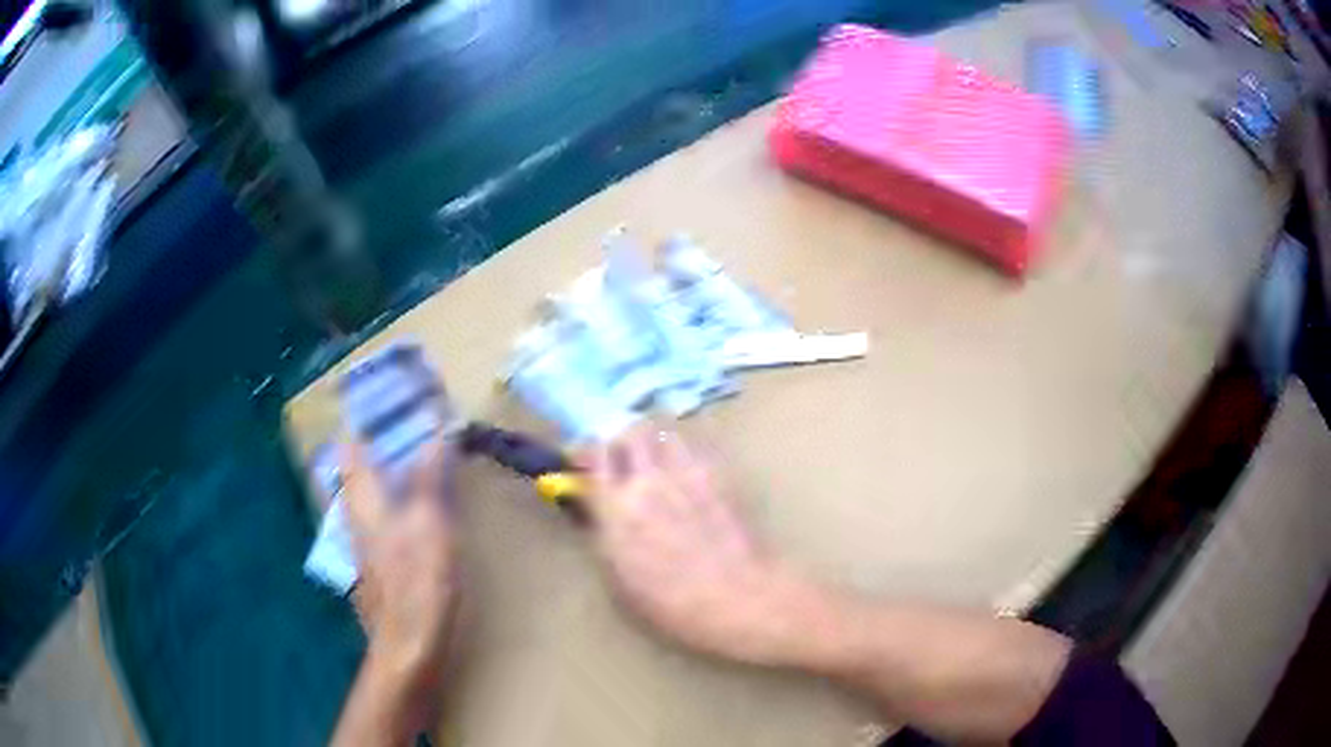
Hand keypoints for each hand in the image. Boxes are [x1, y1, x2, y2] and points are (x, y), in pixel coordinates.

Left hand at [341, 438, 459, 679]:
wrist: (409, 641)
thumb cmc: (418, 579)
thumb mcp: (432, 523)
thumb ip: (430, 478)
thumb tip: (437, 432)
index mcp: (363, 500)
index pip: (349, 450)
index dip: (355, 424)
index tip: (369, 404)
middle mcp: (354, 517)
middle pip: (351, 474)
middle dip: (366, 449)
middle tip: (392, 428)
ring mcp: (361, 544)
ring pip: (362, 498)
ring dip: (377, 476)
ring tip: (401, 462)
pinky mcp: (374, 566)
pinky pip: (374, 521)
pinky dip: (387, 504)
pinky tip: (405, 512)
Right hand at [578, 425, 809, 665]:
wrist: (736, 597)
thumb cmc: (670, 604)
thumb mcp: (618, 578)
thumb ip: (604, 534)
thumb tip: (597, 510)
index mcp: (615, 507)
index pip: (592, 454)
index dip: (586, 454)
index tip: (585, 462)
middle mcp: (648, 480)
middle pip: (630, 432)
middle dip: (623, 441)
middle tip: (624, 460)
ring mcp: (686, 474)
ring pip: (665, 433)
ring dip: (656, 443)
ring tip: (659, 464)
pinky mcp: (719, 477)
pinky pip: (695, 450)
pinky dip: (686, 455)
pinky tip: (690, 477)